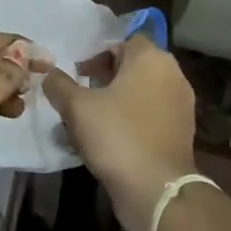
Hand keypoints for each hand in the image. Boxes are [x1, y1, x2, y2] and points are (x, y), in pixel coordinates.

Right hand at [43, 36, 196, 230]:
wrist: (156, 189)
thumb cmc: (117, 136)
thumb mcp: (76, 107)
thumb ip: (59, 84)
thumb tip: (48, 73)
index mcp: (151, 59)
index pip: (123, 41)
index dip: (97, 54)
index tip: (78, 73)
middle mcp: (172, 75)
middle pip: (134, 65)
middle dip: (106, 76)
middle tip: (81, 94)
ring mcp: (181, 104)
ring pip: (142, 91)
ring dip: (117, 99)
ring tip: (92, 118)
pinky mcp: (182, 131)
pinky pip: (151, 114)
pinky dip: (132, 118)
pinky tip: (110, 137)